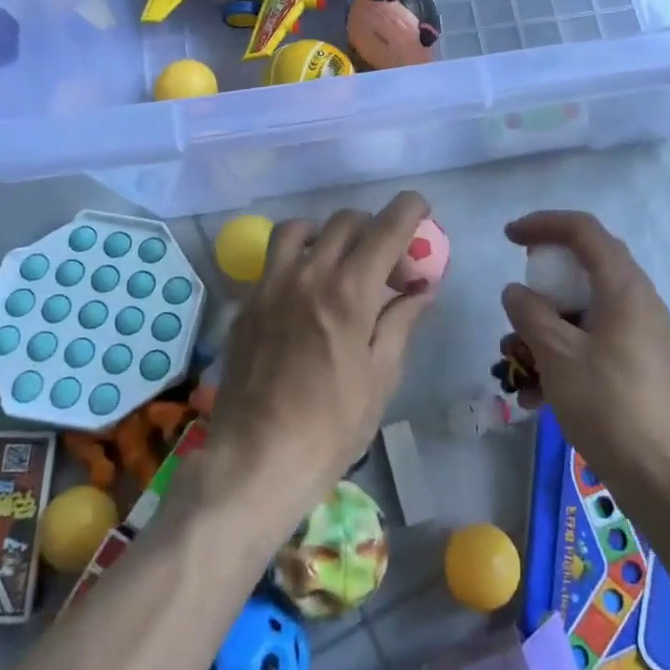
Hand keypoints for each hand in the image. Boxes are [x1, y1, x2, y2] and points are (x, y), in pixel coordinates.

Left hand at [204, 192, 437, 519]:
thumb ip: (401, 322)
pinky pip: (273, 260)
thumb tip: (422, 291)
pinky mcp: (247, 303)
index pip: (386, 228)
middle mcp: (309, 274)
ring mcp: (271, 285)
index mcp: (349, 292)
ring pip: (300, 229)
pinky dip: (297, 259)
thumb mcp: (381, 377)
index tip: (420, 210)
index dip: (409, 209)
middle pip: (346, 221)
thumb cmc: (331, 427)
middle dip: (374, 230)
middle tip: (387, 267)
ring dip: (327, 234)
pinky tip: (305, 293)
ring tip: (338, 263)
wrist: (257, 460)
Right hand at [500, 211, 669, 513]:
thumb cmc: (608, 405)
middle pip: (584, 267)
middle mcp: (637, 300)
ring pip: (584, 309)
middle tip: (516, 298)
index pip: (582, 230)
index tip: (508, 237)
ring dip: (545, 326)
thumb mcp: (556, 354)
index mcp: (623, 286)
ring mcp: (639, 333)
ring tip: (515, 363)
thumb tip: (515, 292)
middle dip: (542, 282)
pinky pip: (593, 340)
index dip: (542, 224)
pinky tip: (535, 395)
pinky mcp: (637, 363)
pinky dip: (562, 353)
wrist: (663, 477)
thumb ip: (529, 313)